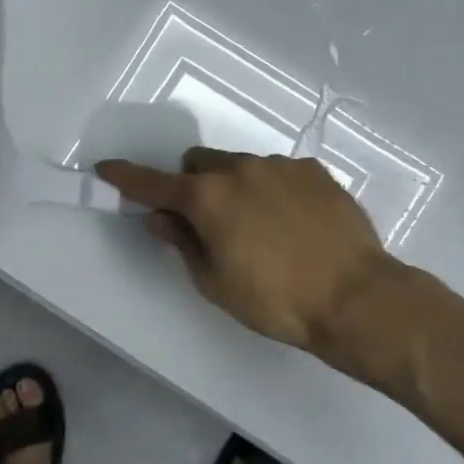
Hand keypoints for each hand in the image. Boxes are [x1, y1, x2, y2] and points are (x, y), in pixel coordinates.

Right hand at [97, 149, 400, 384]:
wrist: (356, 297)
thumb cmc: (275, 300)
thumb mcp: (216, 282)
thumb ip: (182, 243)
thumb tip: (160, 218)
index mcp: (208, 198)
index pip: (154, 183)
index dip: (127, 178)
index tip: (107, 169)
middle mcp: (240, 169)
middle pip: (198, 164)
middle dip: (193, 186)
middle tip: (208, 223)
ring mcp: (280, 166)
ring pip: (240, 165)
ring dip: (235, 187)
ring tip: (262, 229)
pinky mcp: (314, 171)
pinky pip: (278, 171)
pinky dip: (271, 190)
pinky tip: (294, 223)